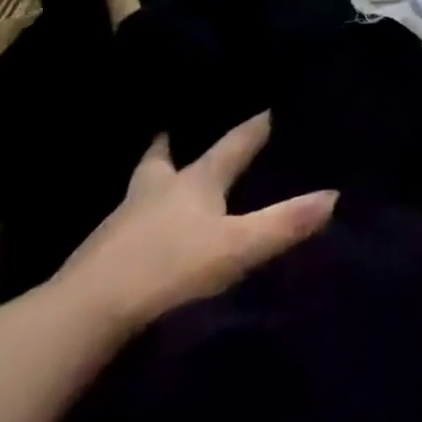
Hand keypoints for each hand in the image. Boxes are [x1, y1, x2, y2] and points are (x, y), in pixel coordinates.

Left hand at [50, 112, 336, 337]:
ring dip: (153, 179)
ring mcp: (123, 221)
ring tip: (159, 178)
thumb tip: (334, 195)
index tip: (267, 108)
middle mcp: (156, 190)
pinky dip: (136, 218)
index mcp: (193, 182)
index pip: (230, 145)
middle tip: (173, 129)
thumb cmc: (170, 267)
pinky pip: (124, 224)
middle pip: (163, 158)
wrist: (87, 312)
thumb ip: (284, 223)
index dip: (252, 129)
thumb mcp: (236, 248)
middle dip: (171, 144)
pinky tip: (138, 232)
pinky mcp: (101, 254)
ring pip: (141, 188)